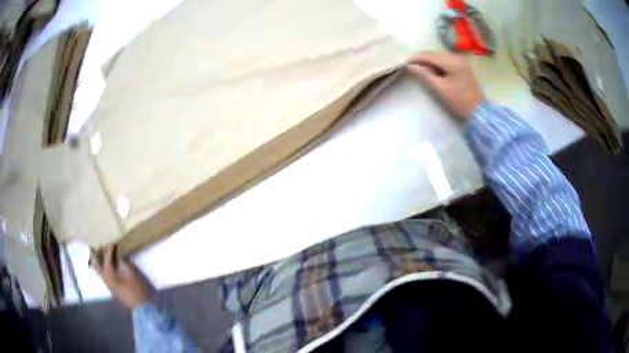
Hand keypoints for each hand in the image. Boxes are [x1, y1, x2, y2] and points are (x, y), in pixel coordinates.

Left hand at [92, 245, 152, 309]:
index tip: (115, 241)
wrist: (142, 310)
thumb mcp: (132, 275)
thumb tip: (119, 258)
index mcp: (109, 276)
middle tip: (95, 246)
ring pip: (99, 271)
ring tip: (102, 254)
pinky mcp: (113, 289)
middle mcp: (106, 280)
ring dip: (99, 261)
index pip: (106, 258)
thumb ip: (124, 264)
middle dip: (95, 255)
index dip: (110, 248)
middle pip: (96, 265)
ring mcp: (109, 286)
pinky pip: (105, 275)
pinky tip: (110, 266)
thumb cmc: (137, 292)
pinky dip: (105, 268)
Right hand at [406, 52, 483, 120]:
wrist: (478, 112)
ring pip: (438, 57)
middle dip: (421, 59)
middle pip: (433, 54)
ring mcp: (460, 61)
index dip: (415, 58)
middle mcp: (456, 57)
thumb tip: (409, 66)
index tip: (403, 63)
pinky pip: (444, 61)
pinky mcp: (461, 67)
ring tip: (418, 69)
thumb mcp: (440, 89)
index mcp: (452, 61)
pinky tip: (430, 71)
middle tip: (409, 67)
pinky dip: (436, 65)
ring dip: (428, 62)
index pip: (428, 55)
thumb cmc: (459, 101)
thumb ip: (424, 75)